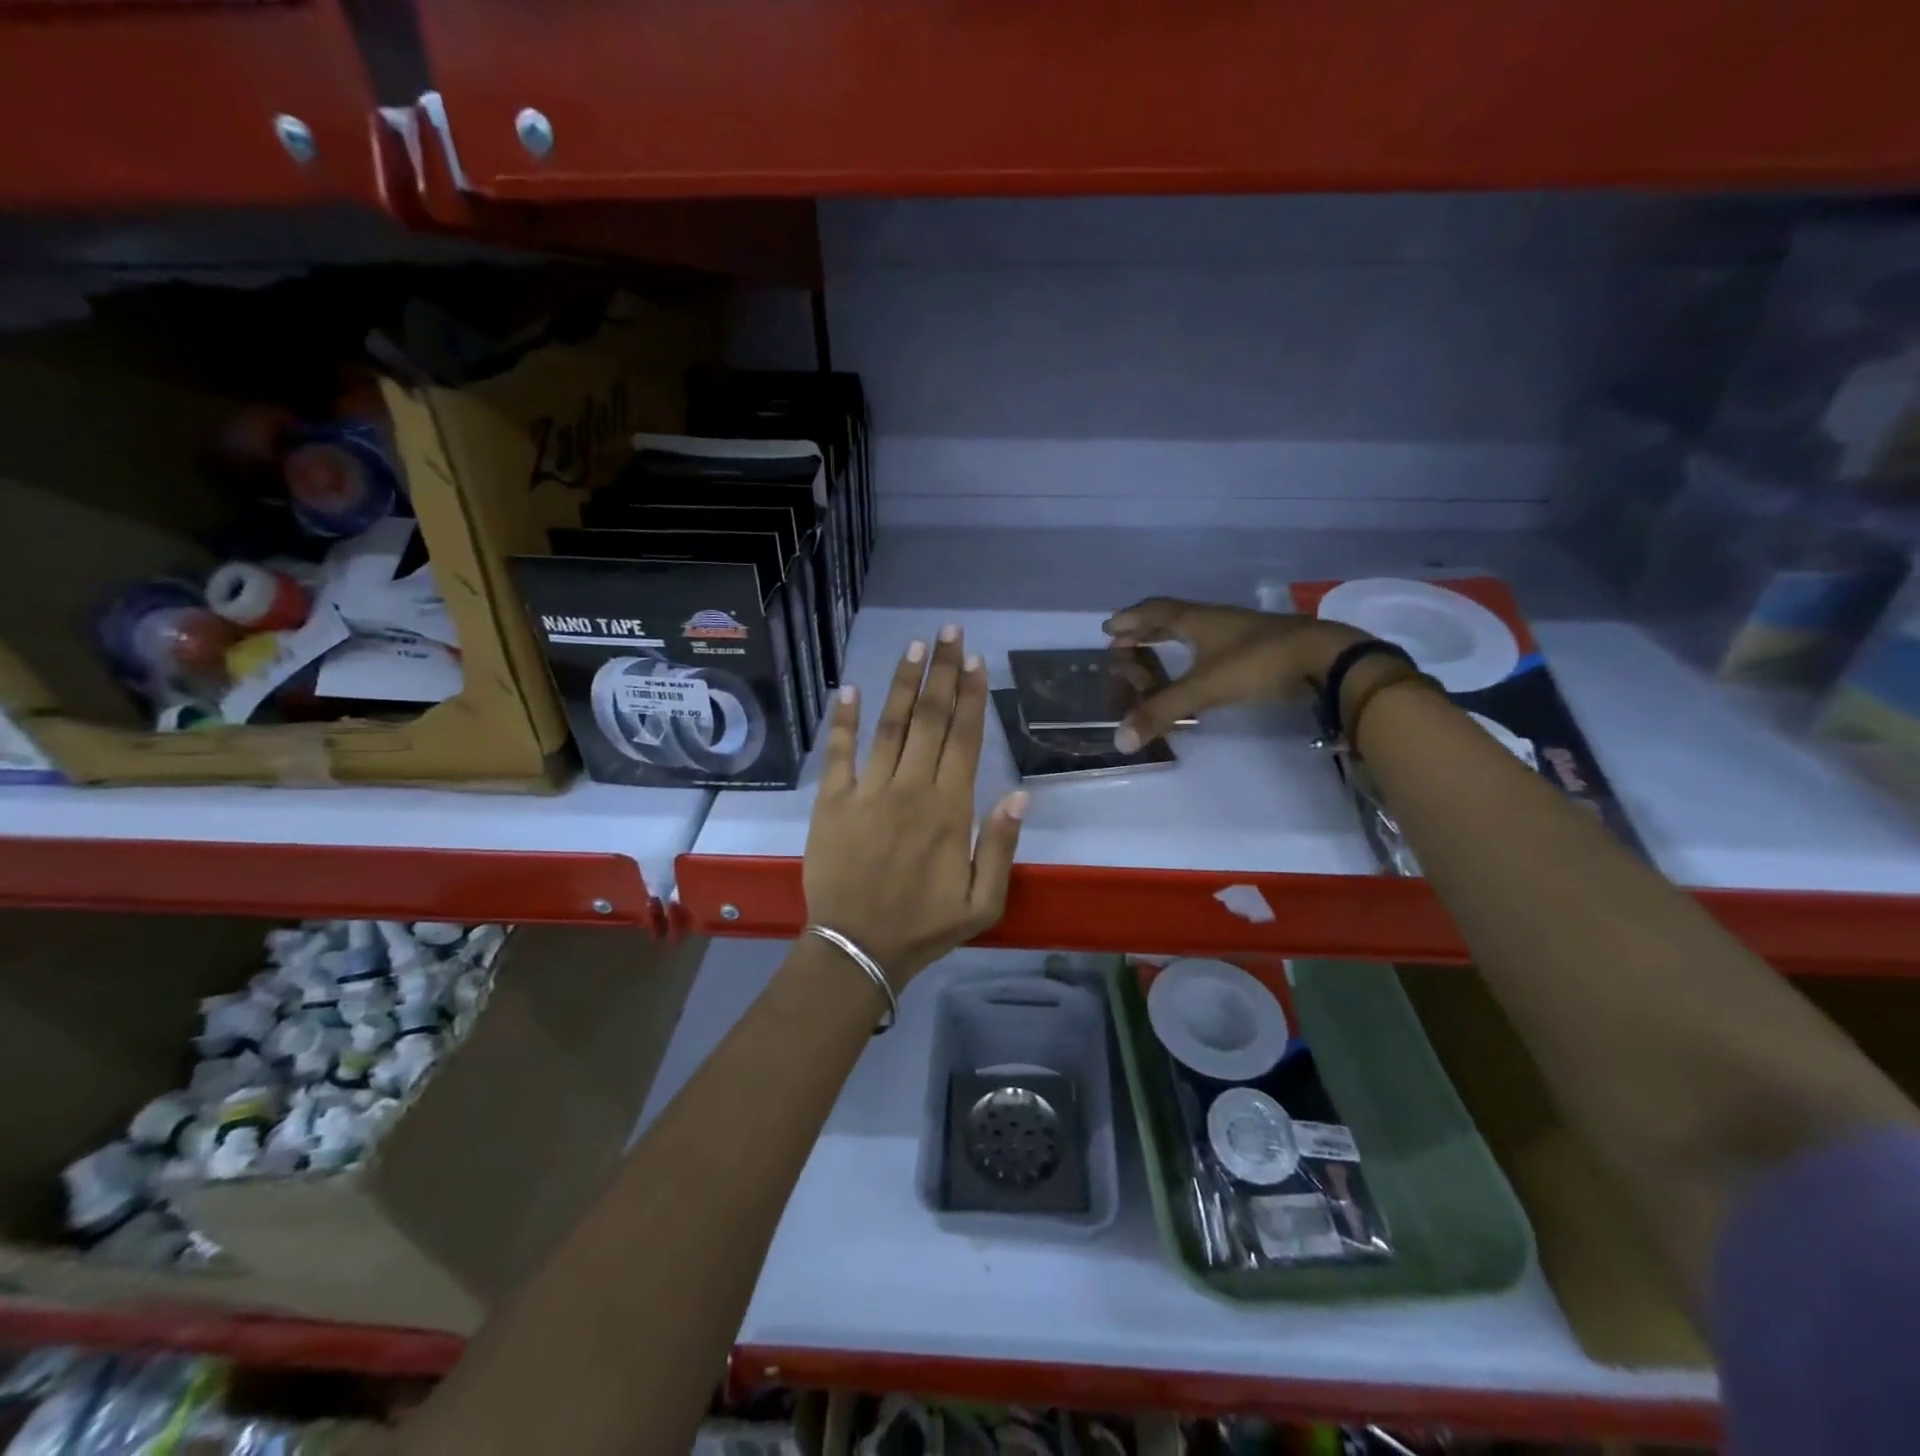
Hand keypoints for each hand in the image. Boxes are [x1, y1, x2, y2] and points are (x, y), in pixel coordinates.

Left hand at [803, 626, 1027, 983]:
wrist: (857, 948)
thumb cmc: (924, 926)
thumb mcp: (983, 901)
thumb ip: (1001, 845)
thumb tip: (1020, 793)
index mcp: (949, 809)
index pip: (965, 739)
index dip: (973, 696)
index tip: (976, 661)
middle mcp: (911, 788)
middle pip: (931, 720)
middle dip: (943, 673)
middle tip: (950, 632)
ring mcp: (868, 791)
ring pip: (890, 725)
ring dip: (904, 684)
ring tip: (916, 647)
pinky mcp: (831, 801)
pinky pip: (838, 753)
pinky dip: (843, 720)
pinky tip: (849, 688)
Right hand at [1103, 598, 1368, 748]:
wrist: (1324, 658)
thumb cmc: (1258, 663)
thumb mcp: (1204, 688)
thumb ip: (1161, 712)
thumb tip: (1119, 740)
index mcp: (1197, 620)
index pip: (1155, 613)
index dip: (1131, 620)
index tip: (1109, 628)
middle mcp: (1215, 619)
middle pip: (1173, 617)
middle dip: (1145, 627)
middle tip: (1124, 638)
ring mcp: (1239, 632)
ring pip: (1195, 629)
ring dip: (1170, 637)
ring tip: (1154, 648)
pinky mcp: (1257, 648)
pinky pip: (1213, 644)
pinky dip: (1195, 651)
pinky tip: (1199, 664)